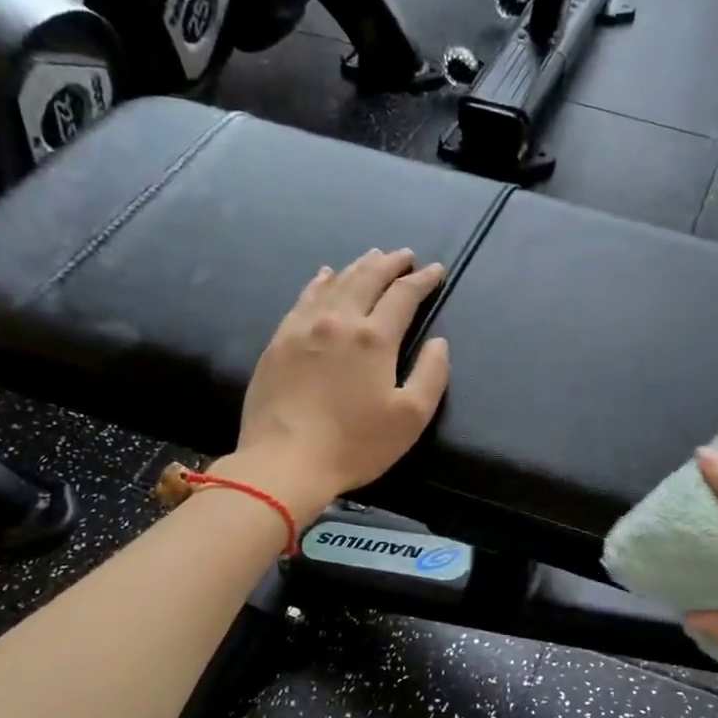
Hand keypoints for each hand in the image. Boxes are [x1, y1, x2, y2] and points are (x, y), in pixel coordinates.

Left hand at [227, 249, 450, 519]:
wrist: (285, 462)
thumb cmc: (355, 445)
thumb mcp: (411, 418)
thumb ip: (432, 375)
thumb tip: (439, 342)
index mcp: (374, 338)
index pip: (403, 296)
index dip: (423, 280)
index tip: (435, 271)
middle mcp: (339, 321)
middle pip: (367, 279)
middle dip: (390, 264)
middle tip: (404, 255)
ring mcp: (303, 328)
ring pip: (335, 283)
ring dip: (358, 267)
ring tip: (372, 257)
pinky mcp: (279, 342)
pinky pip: (304, 298)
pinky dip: (320, 282)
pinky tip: (325, 276)